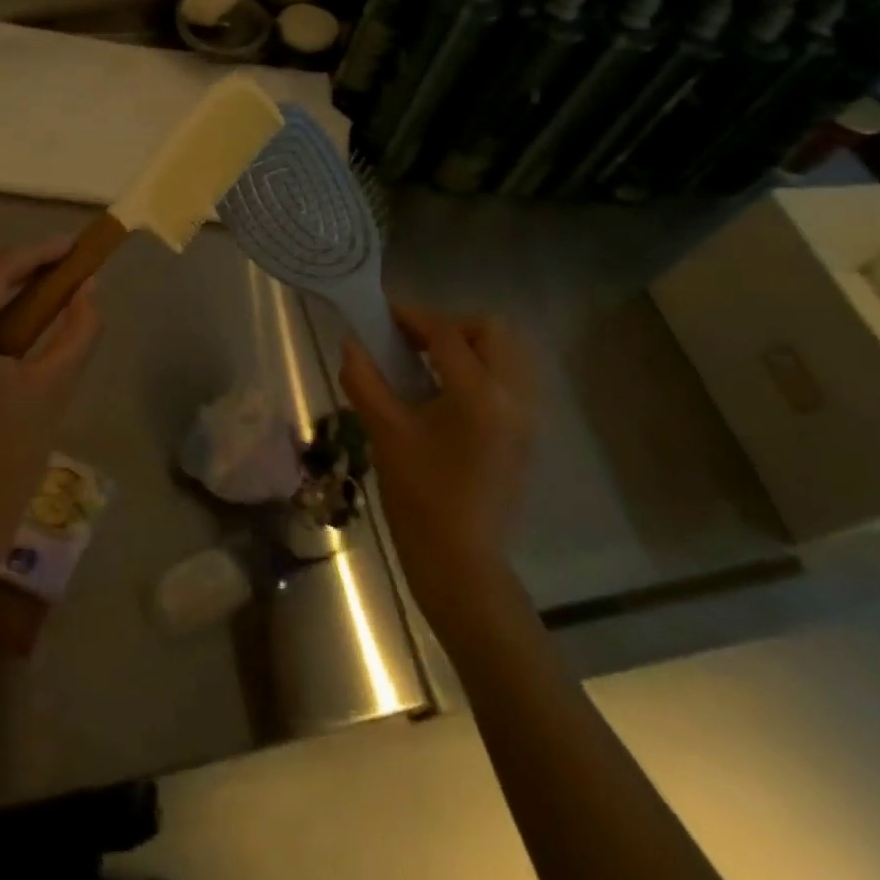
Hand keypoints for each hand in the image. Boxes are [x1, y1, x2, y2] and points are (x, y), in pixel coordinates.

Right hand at [338, 304, 537, 628]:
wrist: (461, 563)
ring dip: (472, 346)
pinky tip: (449, 394)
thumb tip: (350, 344)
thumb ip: (366, 380)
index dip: (412, 317)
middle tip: (414, 342)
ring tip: (431, 365)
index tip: (383, 316)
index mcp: (479, 394)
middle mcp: (514, 397)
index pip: (448, 333)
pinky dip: (485, 370)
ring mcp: (528, 417)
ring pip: (509, 354)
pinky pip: (513, 380)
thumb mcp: (385, 433)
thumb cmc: (420, 498)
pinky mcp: (528, 435)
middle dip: (452, 326)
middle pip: (493, 331)